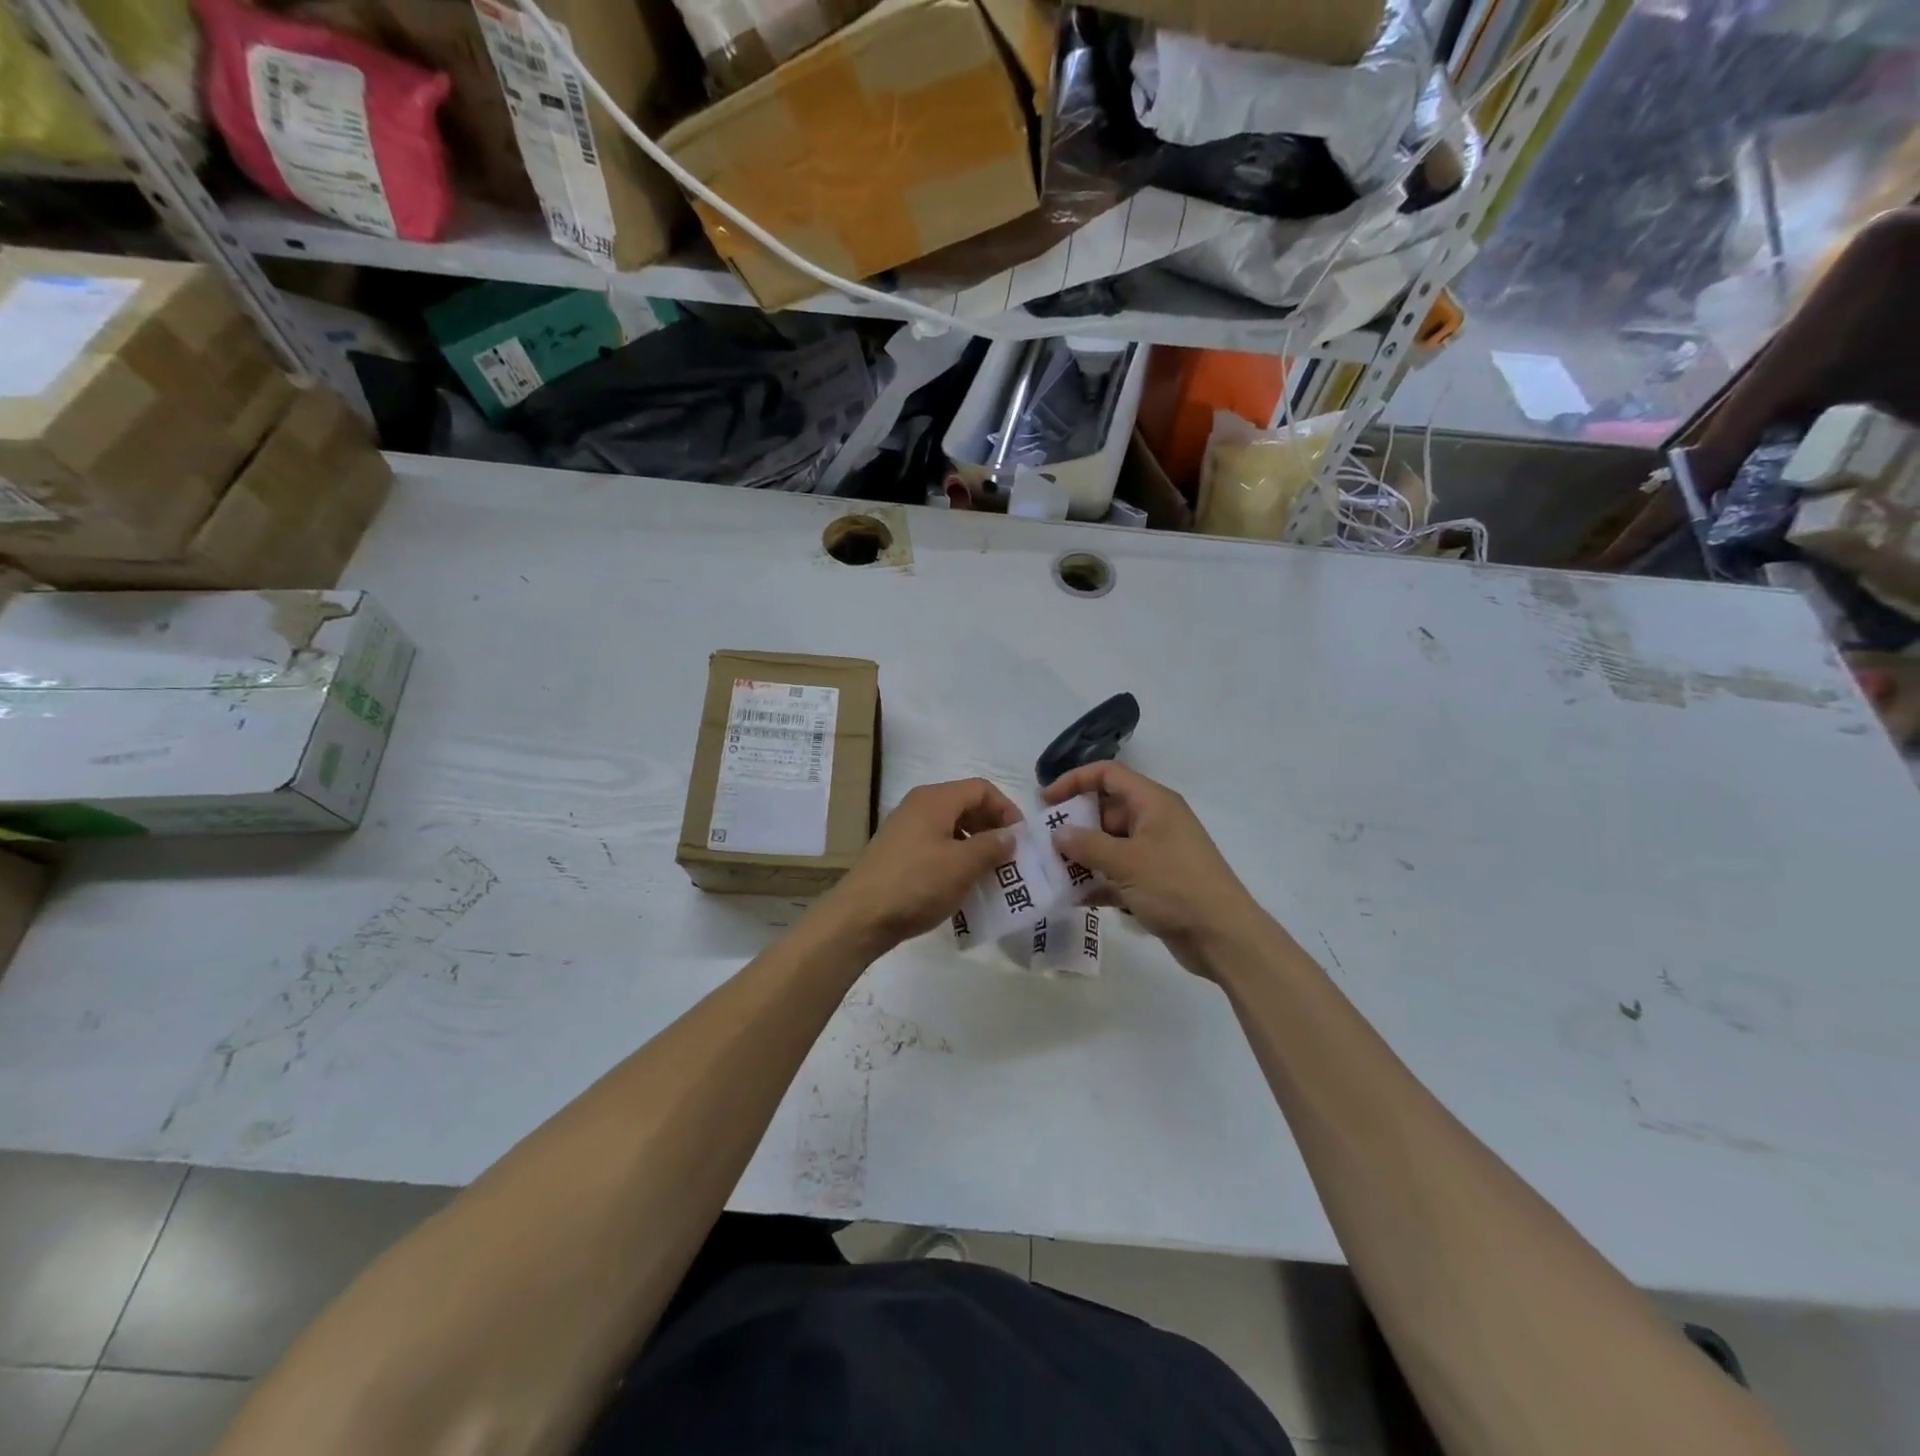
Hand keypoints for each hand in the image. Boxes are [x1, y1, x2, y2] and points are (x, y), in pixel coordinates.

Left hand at [818, 779, 1021, 954]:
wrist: (860, 916)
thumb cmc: (917, 884)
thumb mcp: (963, 865)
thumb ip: (992, 846)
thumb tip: (1010, 835)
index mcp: (935, 799)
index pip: (982, 789)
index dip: (1007, 809)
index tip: (1021, 839)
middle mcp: (919, 806)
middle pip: (966, 805)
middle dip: (992, 828)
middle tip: (1010, 857)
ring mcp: (905, 830)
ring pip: (951, 828)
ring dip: (975, 846)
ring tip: (991, 874)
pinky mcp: (898, 853)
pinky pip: (936, 845)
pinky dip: (955, 858)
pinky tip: (962, 885)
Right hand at [1044, 762, 1261, 976]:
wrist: (1223, 937)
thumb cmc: (1175, 887)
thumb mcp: (1126, 862)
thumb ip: (1087, 845)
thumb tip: (1058, 833)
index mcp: (1153, 803)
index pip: (1108, 775)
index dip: (1074, 781)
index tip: (1046, 801)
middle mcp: (1154, 821)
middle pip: (1106, 810)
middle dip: (1075, 825)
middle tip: (1045, 844)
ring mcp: (1155, 853)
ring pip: (1109, 844)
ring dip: (1083, 856)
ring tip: (1053, 872)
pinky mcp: (1155, 882)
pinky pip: (1118, 873)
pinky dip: (1098, 882)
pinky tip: (1074, 898)